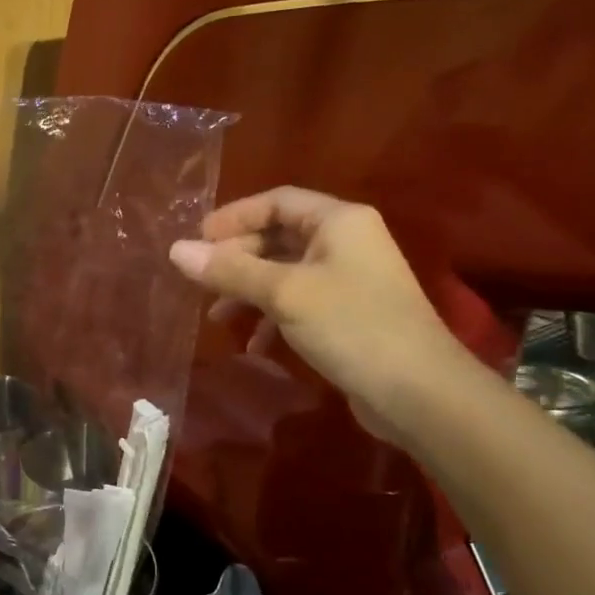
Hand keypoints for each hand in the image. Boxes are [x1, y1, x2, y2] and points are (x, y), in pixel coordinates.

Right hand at [168, 188, 470, 440]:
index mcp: (338, 221)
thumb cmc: (351, 326)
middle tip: (201, 282)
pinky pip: (298, 303)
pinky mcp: (347, 315)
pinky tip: (254, 344)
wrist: (418, 392)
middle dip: (237, 259)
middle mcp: (345, 242)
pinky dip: (271, 317)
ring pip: (284, 273)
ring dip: (249, 291)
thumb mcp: (284, 294)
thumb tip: (176, 251)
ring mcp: (348, 280)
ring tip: (218, 316)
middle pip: (278, 237)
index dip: (233, 217)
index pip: (276, 202)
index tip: (196, 242)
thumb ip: (230, 270)